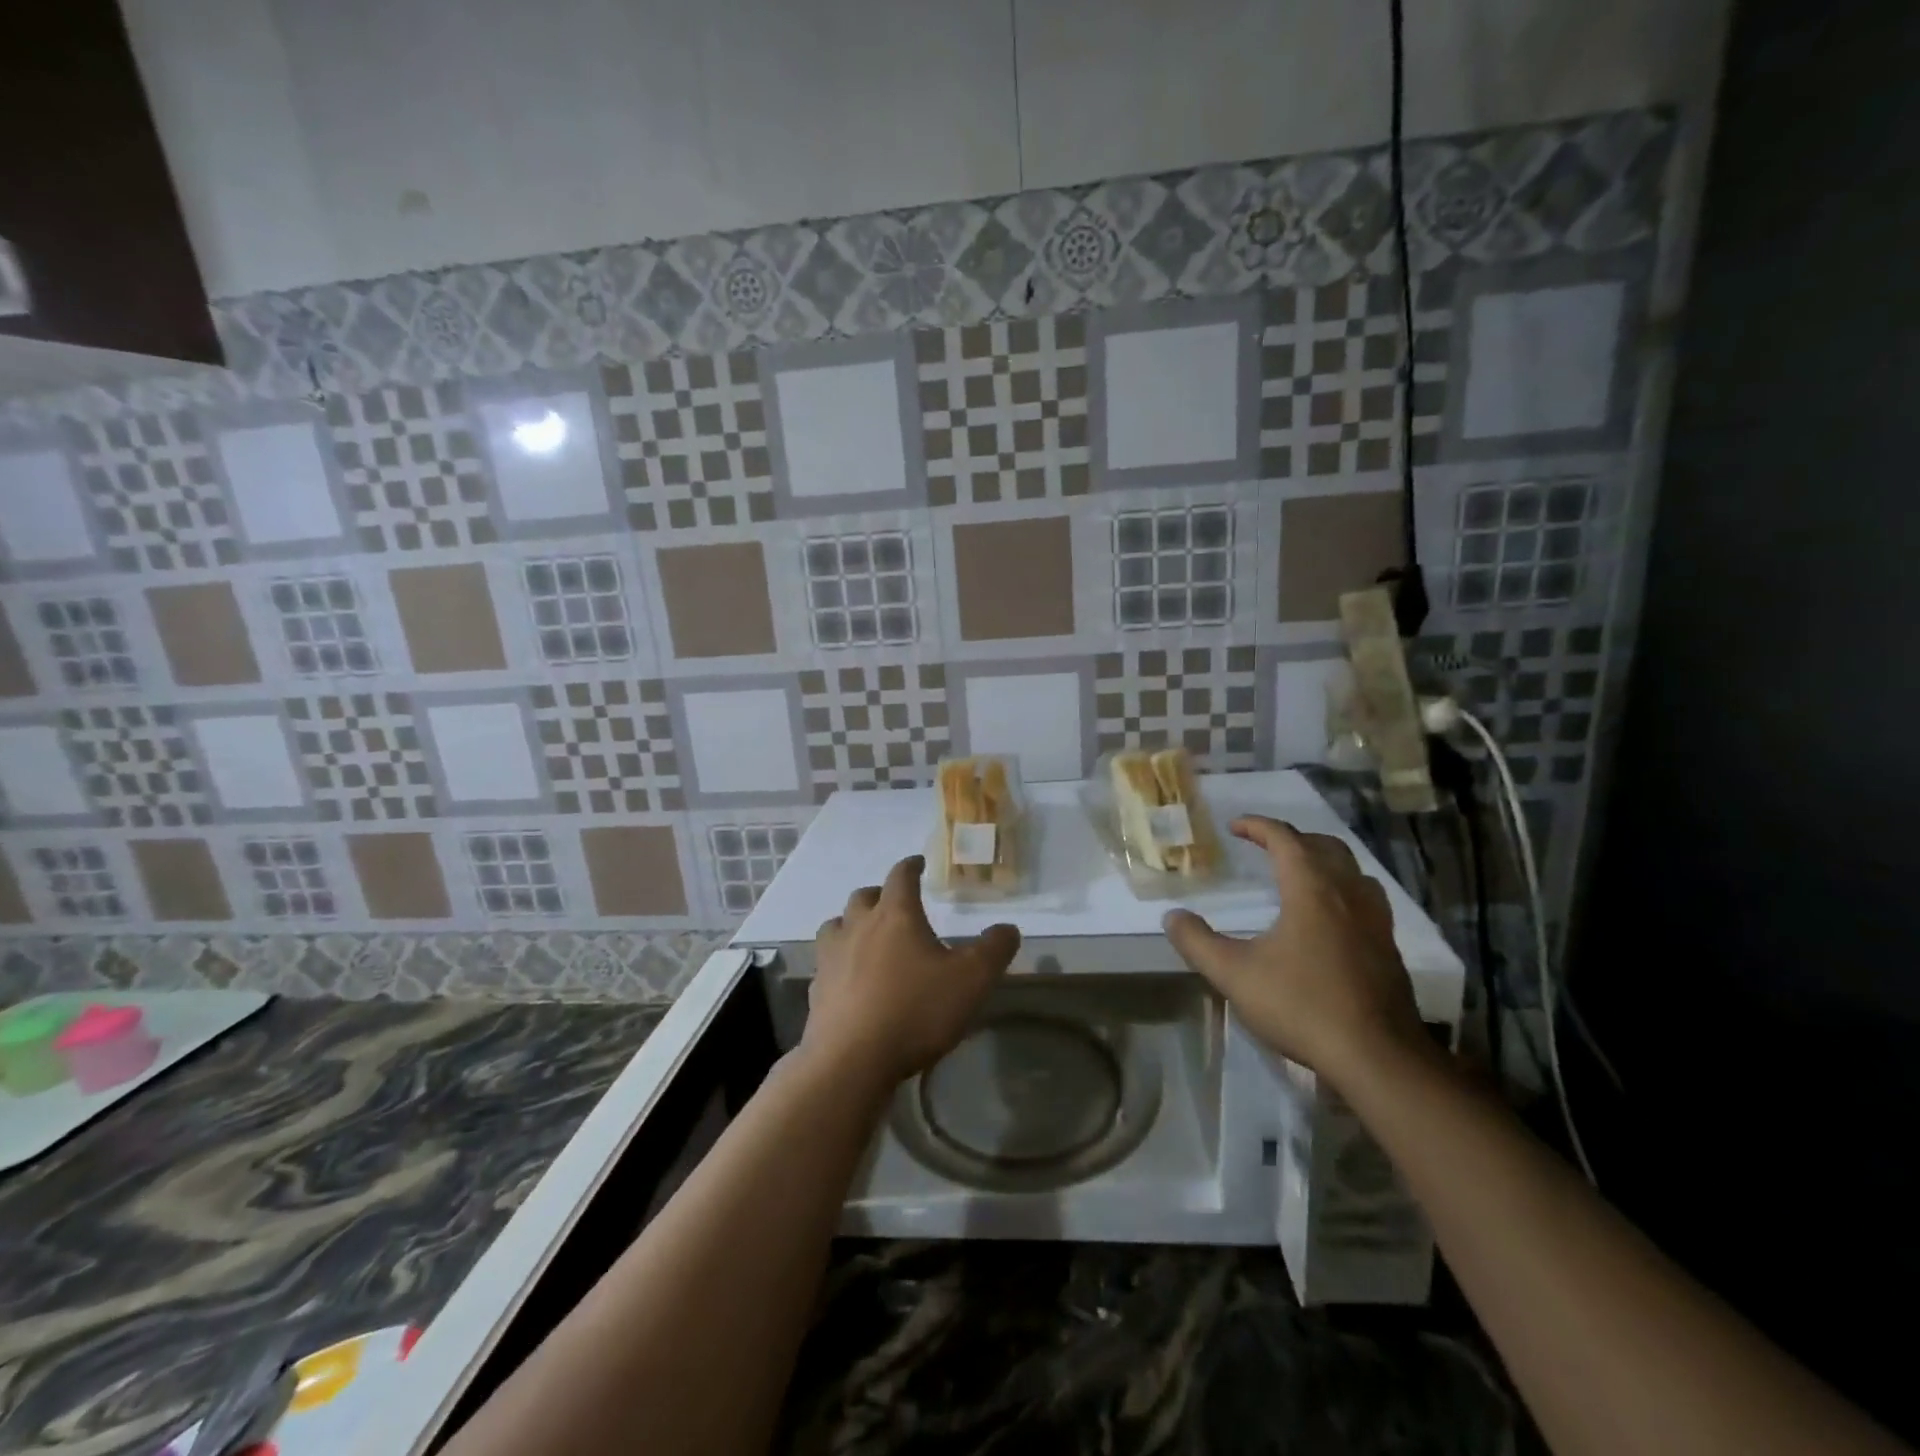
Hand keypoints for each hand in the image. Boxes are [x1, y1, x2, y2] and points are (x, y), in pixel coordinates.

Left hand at [803, 855, 1019, 1091]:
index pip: (901, 876)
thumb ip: (994, 950)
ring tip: (866, 936)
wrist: (852, 1061)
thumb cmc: (916, 1010)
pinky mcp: (817, 990)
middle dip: (880, 895)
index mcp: (895, 915)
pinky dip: (839, 962)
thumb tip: (1008, 928)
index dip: (911, 866)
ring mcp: (831, 958)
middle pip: (864, 897)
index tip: (918, 863)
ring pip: (836, 925)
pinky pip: (826, 963)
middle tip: (895, 903)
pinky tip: (850, 980)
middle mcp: (858, 926)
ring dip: (851, 924)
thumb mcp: (971, 980)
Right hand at [1162, 815, 1427, 1084]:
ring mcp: (1376, 921)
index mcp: (1311, 890)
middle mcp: (1347, 894)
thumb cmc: (1302, 1005)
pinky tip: (1331, 919)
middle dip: (1293, 838)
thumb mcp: (1234, 974)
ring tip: (1301, 874)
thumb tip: (1172, 916)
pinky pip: (1366, 899)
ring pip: (1352, 871)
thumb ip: (1198, 942)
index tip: (1234, 826)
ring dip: (1324, 861)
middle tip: (1266, 846)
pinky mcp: (1389, 948)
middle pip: (1324, 846)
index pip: (1285, 839)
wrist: (1377, 1057)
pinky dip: (1343, 890)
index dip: (1258, 826)